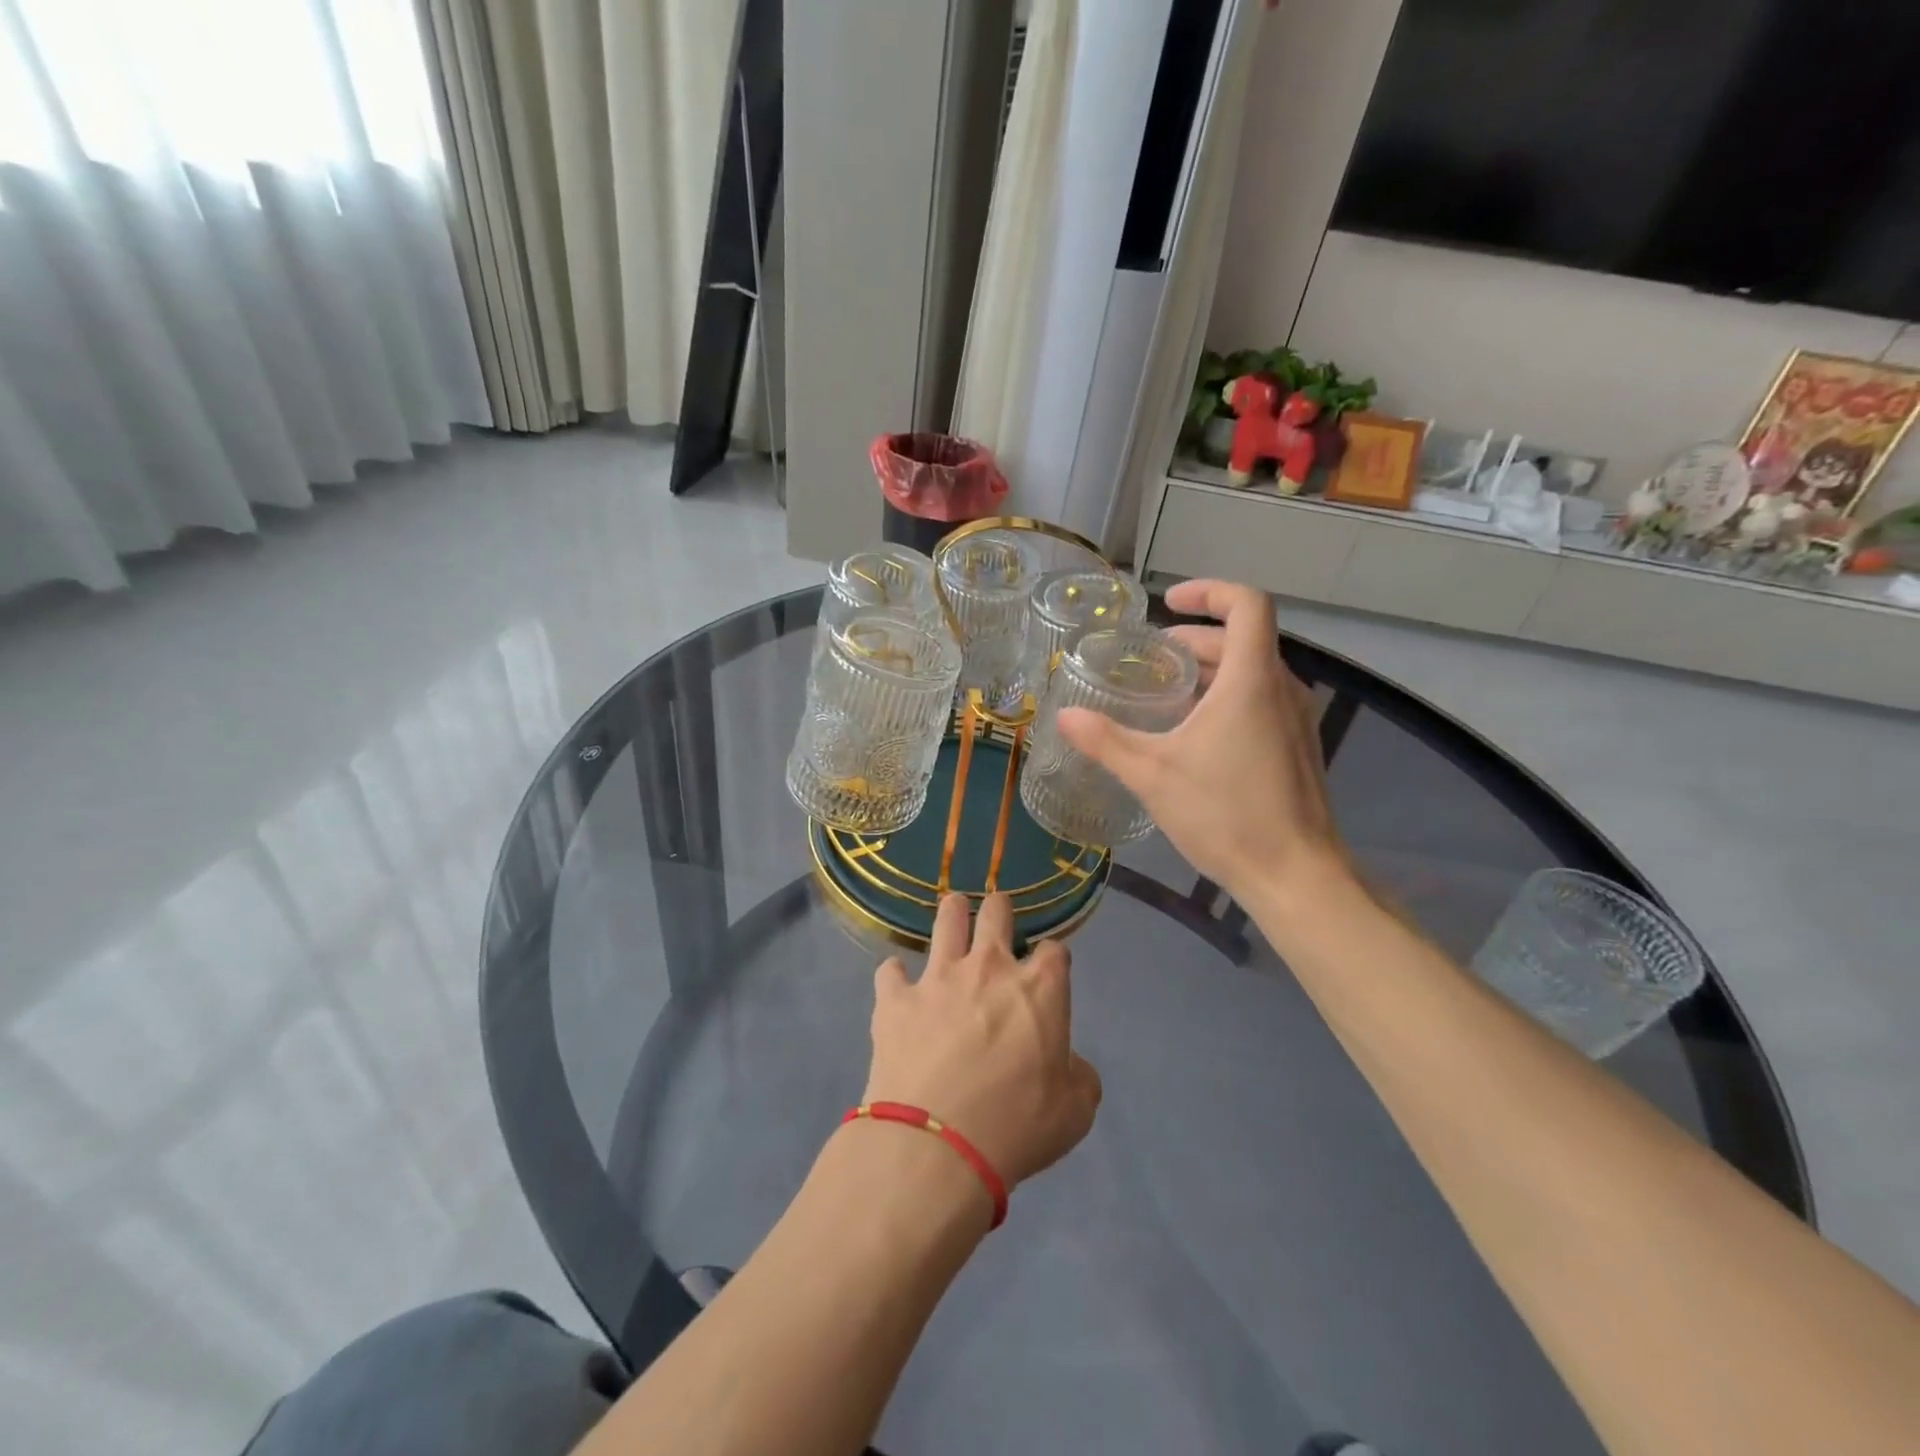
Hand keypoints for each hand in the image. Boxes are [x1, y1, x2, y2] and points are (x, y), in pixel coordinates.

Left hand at [865, 893, 1101, 1189]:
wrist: (936, 1146)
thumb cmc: (1016, 1127)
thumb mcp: (1074, 1113)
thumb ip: (1079, 1078)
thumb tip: (1070, 1065)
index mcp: (1039, 989)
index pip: (1054, 951)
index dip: (1052, 958)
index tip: (1048, 970)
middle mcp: (989, 968)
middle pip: (996, 913)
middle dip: (999, 909)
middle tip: (997, 913)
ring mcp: (938, 978)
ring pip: (946, 920)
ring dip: (951, 913)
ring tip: (952, 911)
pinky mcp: (896, 999)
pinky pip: (890, 971)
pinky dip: (895, 977)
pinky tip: (897, 985)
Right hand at [1056, 579, 1347, 901]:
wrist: (1296, 876)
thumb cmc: (1224, 814)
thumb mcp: (1152, 775)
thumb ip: (1106, 741)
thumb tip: (1064, 716)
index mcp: (1251, 680)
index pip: (1246, 604)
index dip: (1208, 591)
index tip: (1168, 603)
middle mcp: (1282, 689)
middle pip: (1244, 639)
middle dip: (1195, 640)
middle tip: (1152, 660)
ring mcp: (1297, 720)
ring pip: (1254, 672)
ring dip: (1211, 672)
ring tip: (1167, 695)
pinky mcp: (1299, 749)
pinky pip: (1263, 702)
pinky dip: (1228, 698)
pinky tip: (1196, 737)